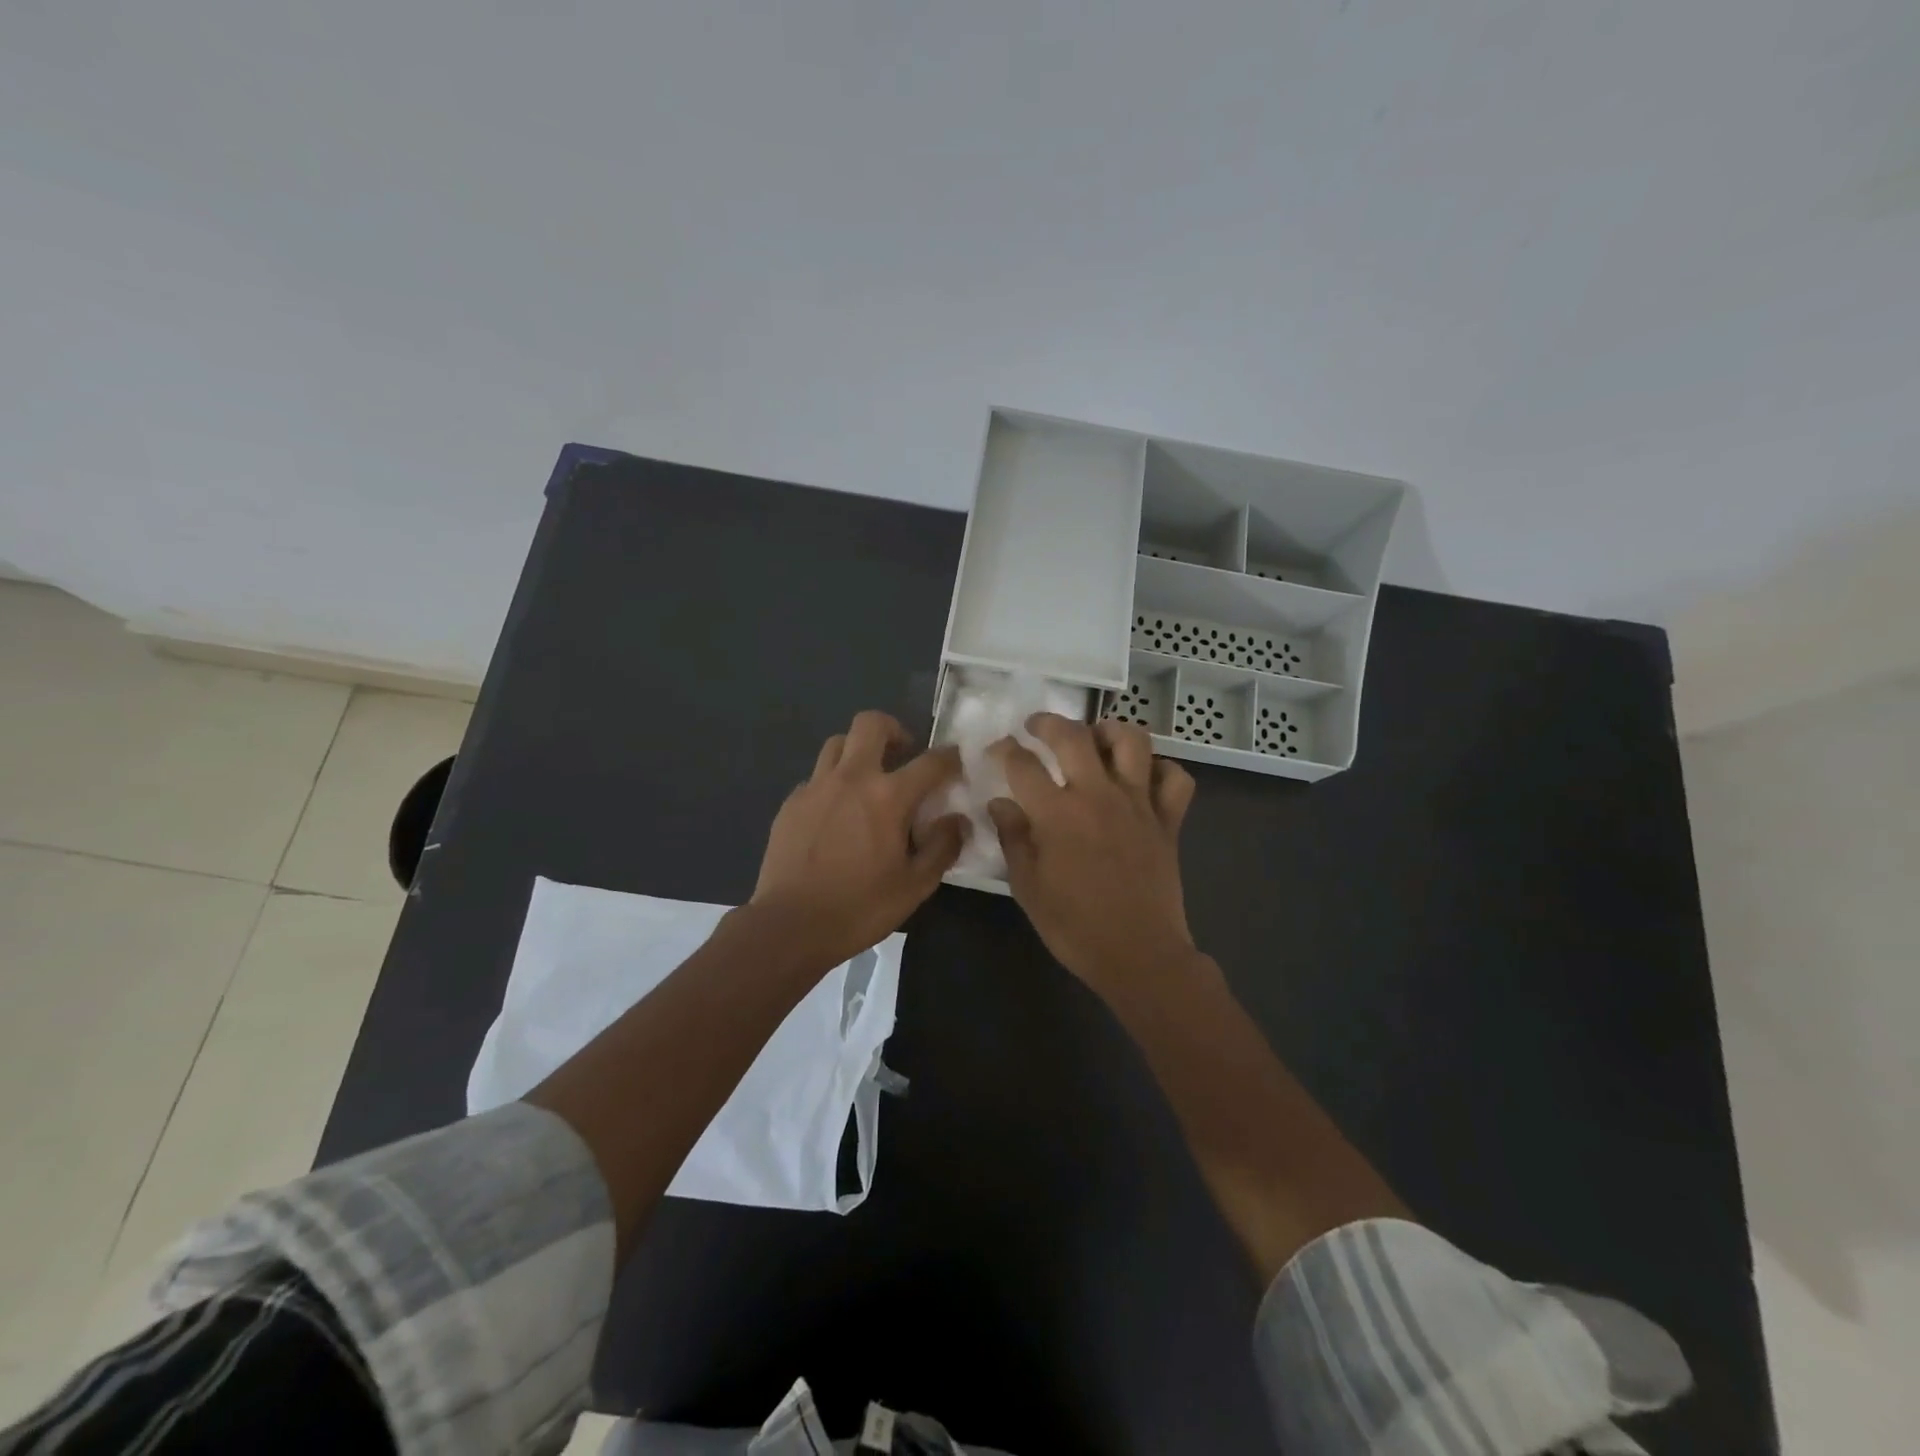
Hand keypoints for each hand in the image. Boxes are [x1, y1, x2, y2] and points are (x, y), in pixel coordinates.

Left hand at [749, 710, 966, 968]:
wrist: (789, 926)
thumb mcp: (914, 886)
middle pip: (871, 724)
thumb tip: (958, 820)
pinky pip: (816, 776)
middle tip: (903, 754)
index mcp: (887, 797)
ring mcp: (815, 787)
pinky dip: (832, 783)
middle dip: (893, 729)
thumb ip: (942, 847)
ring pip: (837, 743)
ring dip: (858, 750)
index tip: (956, 762)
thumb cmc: (859, 908)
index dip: (950, 757)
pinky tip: (836, 813)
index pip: (930, 761)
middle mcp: (851, 779)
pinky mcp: (790, 803)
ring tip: (868, 779)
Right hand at [988, 715, 1200, 1001]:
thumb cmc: (1074, 926)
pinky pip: (1175, 779)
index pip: (1022, 764)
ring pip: (1132, 742)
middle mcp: (1098, 795)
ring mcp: (1139, 804)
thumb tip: (1000, 803)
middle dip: (1049, 723)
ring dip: (1110, 731)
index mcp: (1057, 813)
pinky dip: (1162, 770)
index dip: (1004, 750)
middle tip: (1037, 726)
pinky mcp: (1168, 820)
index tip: (996, 749)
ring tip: (1096, 738)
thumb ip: (1013, 838)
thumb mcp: (1028, 887)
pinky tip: (1144, 778)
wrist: (1139, 955)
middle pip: (1074, 736)